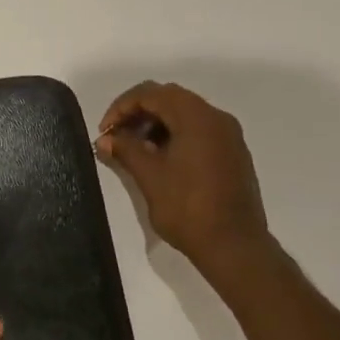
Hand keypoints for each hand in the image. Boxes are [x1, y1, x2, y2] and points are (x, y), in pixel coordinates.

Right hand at [94, 81, 275, 267]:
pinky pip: (199, 130)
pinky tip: (159, 160)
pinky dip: (175, 135)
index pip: (152, 93)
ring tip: (135, 150)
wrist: (234, 246)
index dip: (122, 107)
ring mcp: (229, 136)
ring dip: (156, 124)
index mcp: (197, 117)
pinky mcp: (232, 153)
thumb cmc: (188, 208)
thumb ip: (125, 150)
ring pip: (185, 114)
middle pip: (170, 98)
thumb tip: (105, 139)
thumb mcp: (149, 177)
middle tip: (117, 137)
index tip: (105, 132)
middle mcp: (216, 118)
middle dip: (138, 113)